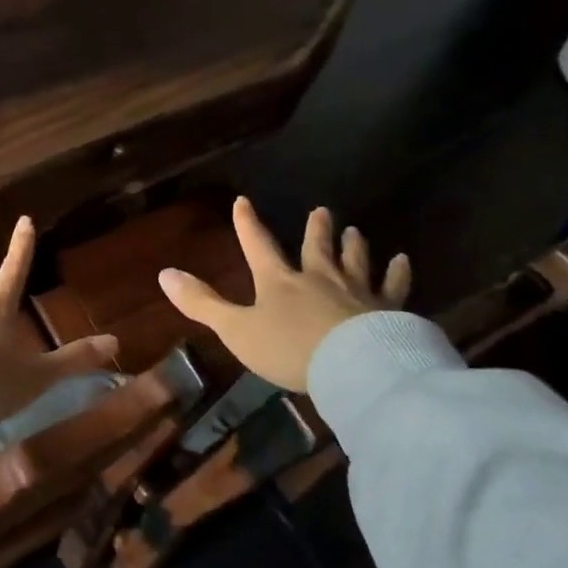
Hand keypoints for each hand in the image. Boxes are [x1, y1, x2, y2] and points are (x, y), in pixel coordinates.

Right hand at [158, 197, 410, 391]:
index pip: (258, 245)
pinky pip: (393, 286)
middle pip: (316, 248)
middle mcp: (318, 278)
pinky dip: (398, 273)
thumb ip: (202, 304)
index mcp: (279, 281)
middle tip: (322, 210)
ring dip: (353, 246)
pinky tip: (403, 260)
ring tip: (356, 231)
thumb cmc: (289, 349)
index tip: (243, 201)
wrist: (352, 367)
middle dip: (316, 230)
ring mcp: (355, 291)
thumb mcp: (236, 330)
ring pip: (354, 261)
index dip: (248, 224)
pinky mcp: (387, 310)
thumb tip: (164, 273)